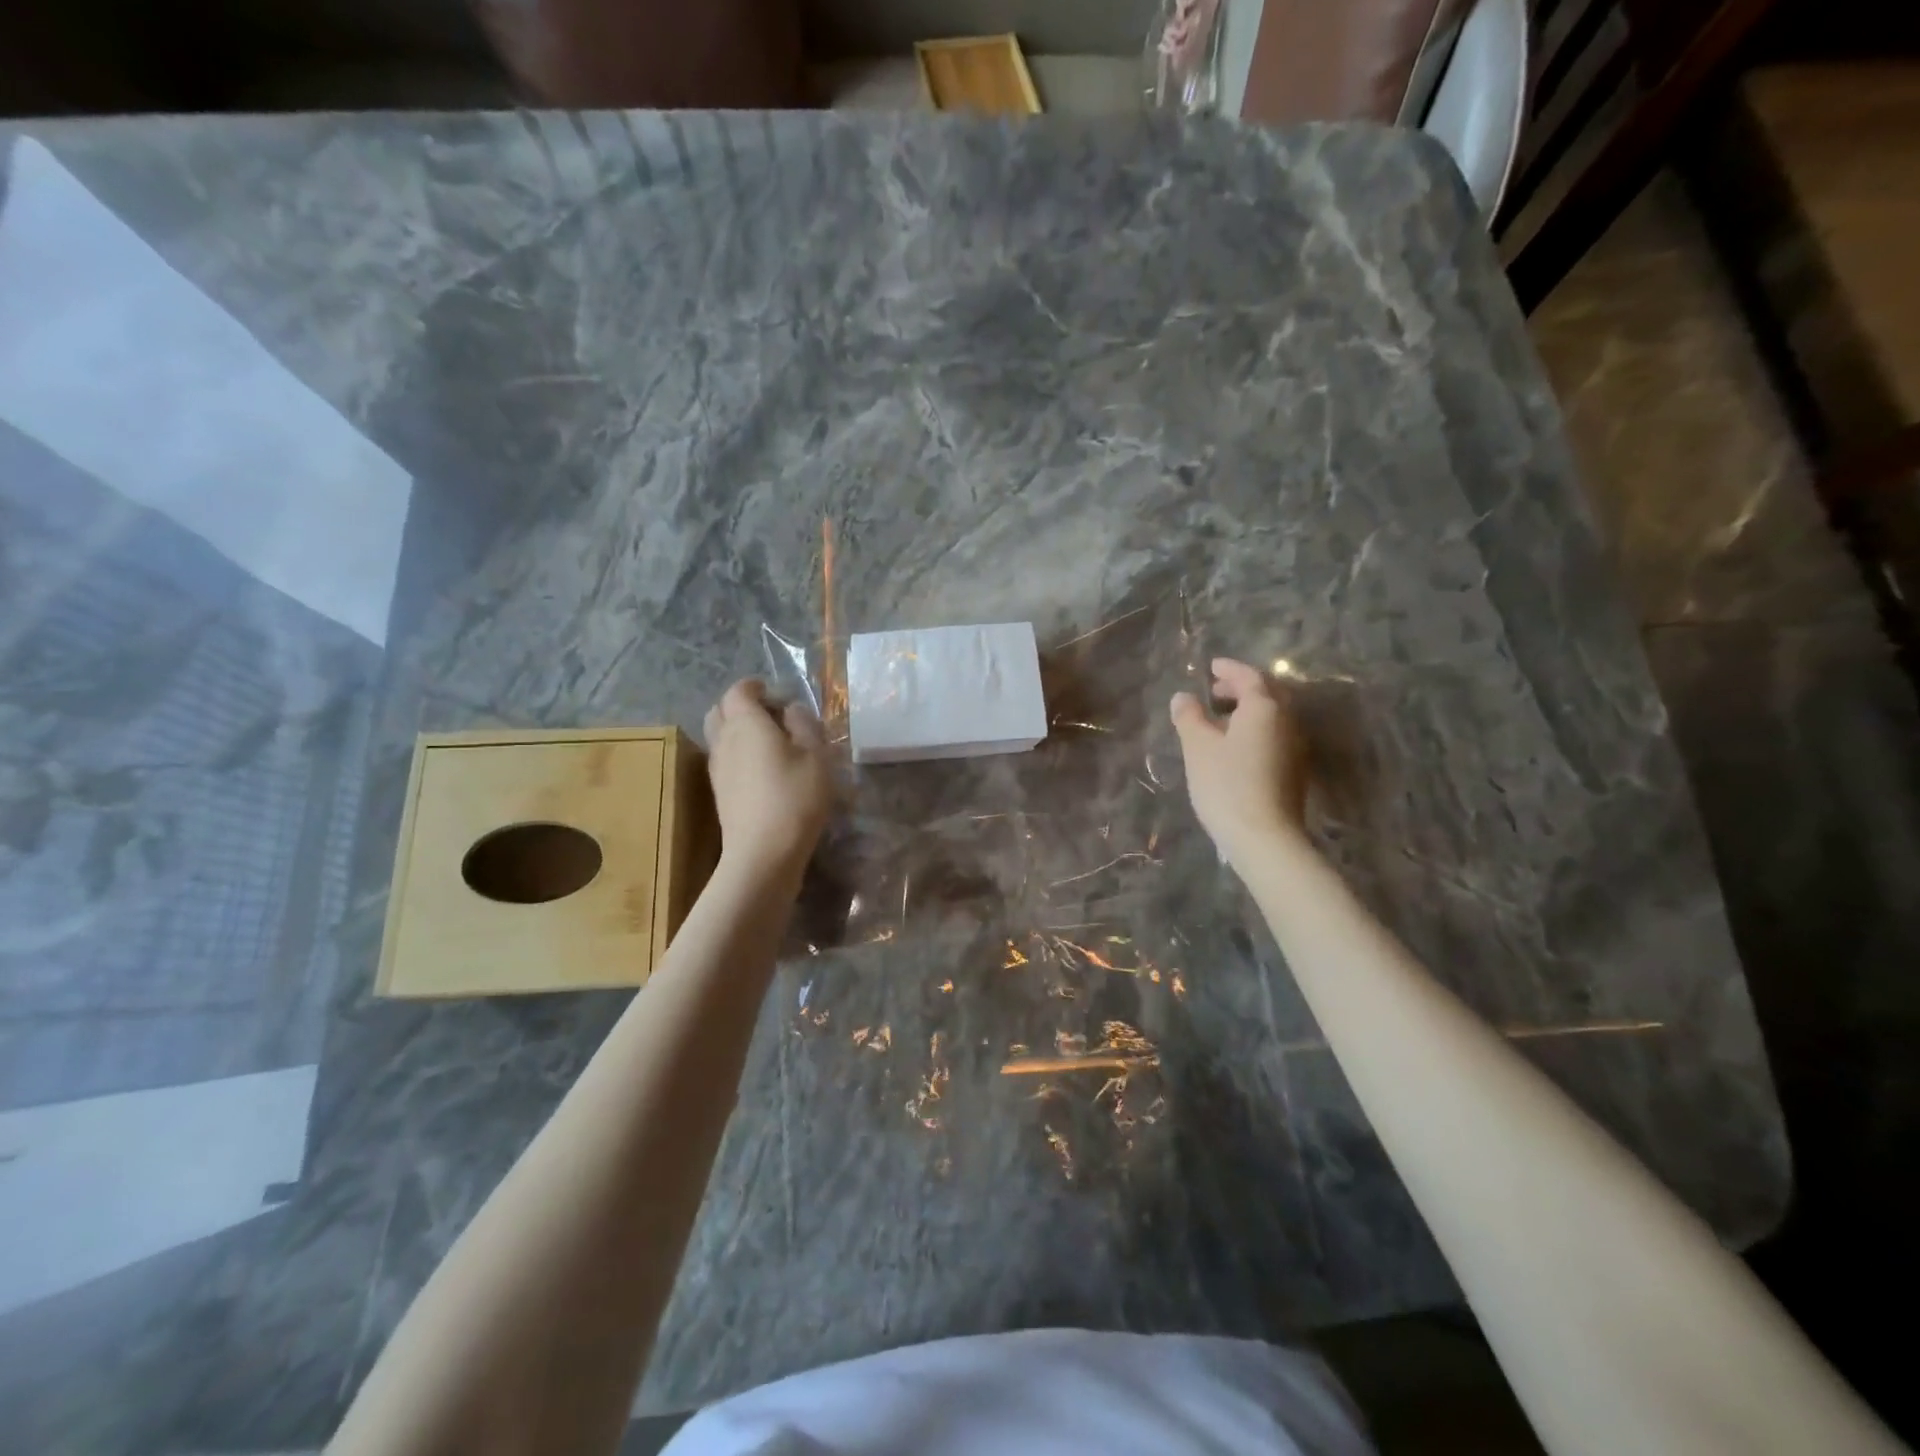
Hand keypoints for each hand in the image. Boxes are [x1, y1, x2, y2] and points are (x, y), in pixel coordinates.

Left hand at [702, 679, 832, 878]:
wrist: (763, 853)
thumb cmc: (795, 797)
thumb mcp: (816, 755)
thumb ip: (804, 724)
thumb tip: (791, 710)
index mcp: (745, 723)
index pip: (739, 690)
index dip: (756, 687)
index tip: (778, 694)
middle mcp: (723, 740)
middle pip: (720, 710)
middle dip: (741, 706)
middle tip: (771, 716)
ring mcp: (717, 768)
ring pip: (719, 736)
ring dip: (739, 731)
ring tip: (771, 744)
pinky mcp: (719, 792)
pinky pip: (724, 759)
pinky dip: (738, 754)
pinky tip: (764, 771)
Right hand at [1170, 657, 1308, 859]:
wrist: (1264, 837)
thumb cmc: (1226, 784)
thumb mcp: (1198, 747)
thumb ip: (1189, 717)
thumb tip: (1182, 697)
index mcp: (1265, 707)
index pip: (1249, 676)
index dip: (1229, 669)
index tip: (1211, 666)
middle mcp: (1287, 720)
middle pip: (1268, 693)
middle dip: (1242, 687)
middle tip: (1216, 690)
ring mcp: (1295, 746)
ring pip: (1273, 716)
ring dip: (1249, 709)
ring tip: (1221, 718)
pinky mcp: (1294, 770)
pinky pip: (1275, 735)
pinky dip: (1255, 729)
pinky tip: (1235, 746)